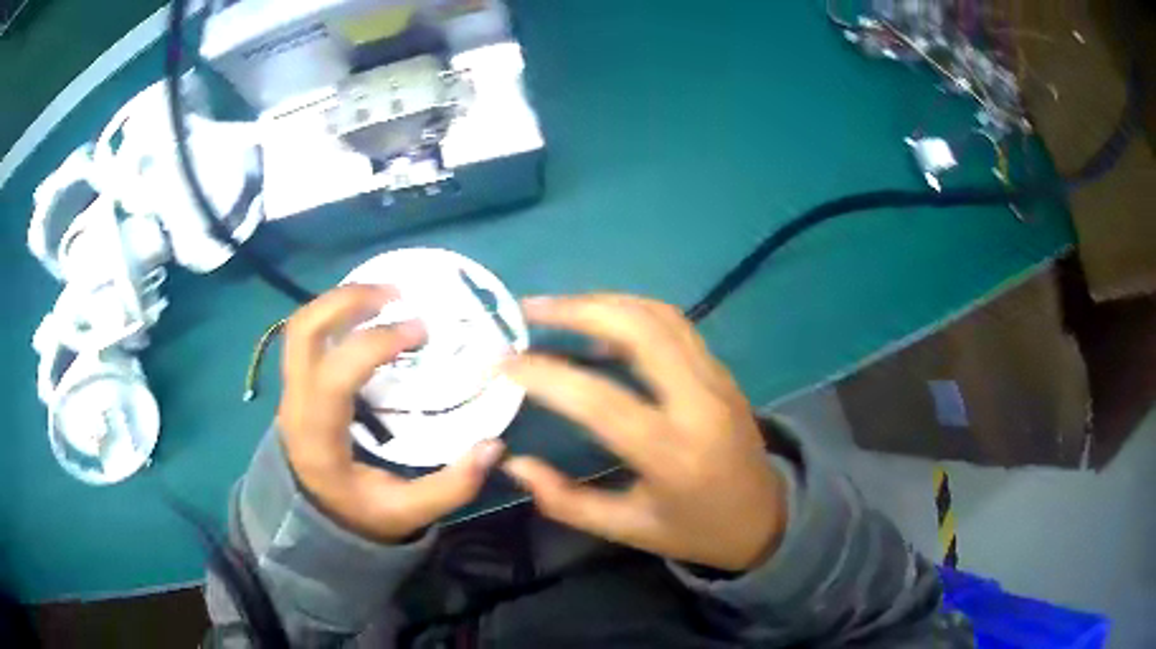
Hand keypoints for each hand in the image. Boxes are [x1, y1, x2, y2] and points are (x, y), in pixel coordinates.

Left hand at [276, 285, 505, 542]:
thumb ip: (451, 486)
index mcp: (318, 437)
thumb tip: (493, 446)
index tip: (420, 331)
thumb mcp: (409, 513)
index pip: (334, 375)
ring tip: (386, 295)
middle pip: (304, 331)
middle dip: (347, 301)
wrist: (316, 519)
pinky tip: (368, 314)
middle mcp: (296, 404)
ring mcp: (291, 389)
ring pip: (301, 326)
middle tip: (396, 294)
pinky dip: (336, 313)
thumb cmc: (360, 513)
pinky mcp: (298, 383)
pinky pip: (308, 334)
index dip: (375, 344)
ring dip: (340, 300)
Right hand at [502, 295, 787, 571]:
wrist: (767, 516)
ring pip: (658, 315)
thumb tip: (513, 463)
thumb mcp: (629, 529)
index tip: (502, 363)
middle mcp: (698, 403)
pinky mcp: (721, 370)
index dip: (545, 375)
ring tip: (556, 308)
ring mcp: (716, 378)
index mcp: (672, 453)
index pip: (600, 400)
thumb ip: (566, 501)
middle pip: (638, 330)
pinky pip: (674, 324)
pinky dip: (630, 311)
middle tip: (527, 310)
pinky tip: (600, 321)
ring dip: (603, 302)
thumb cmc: (696, 530)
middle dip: (577, 310)